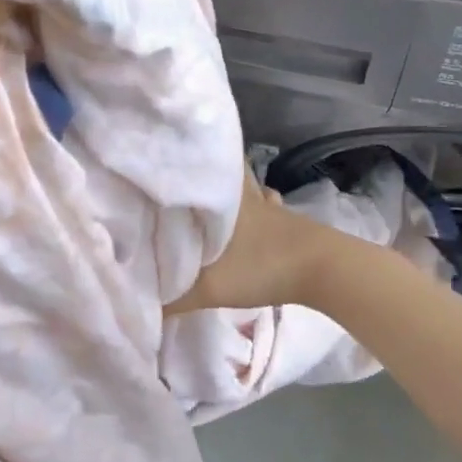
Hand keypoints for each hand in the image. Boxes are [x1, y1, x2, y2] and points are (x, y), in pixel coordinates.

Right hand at [167, 173, 327, 313]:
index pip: (198, 164)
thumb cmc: (263, 266)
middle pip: (223, 171)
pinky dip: (257, 207)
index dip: (180, 160)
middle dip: (206, 173)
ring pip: (245, 188)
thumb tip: (136, 303)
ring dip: (231, 191)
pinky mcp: (287, 221)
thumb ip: (172, 299)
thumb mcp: (210, 288)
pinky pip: (263, 206)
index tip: (158, 159)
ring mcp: (269, 206)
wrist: (325, 270)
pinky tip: (252, 220)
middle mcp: (245, 194)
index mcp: (223, 198)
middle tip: (185, 176)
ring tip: (212, 198)